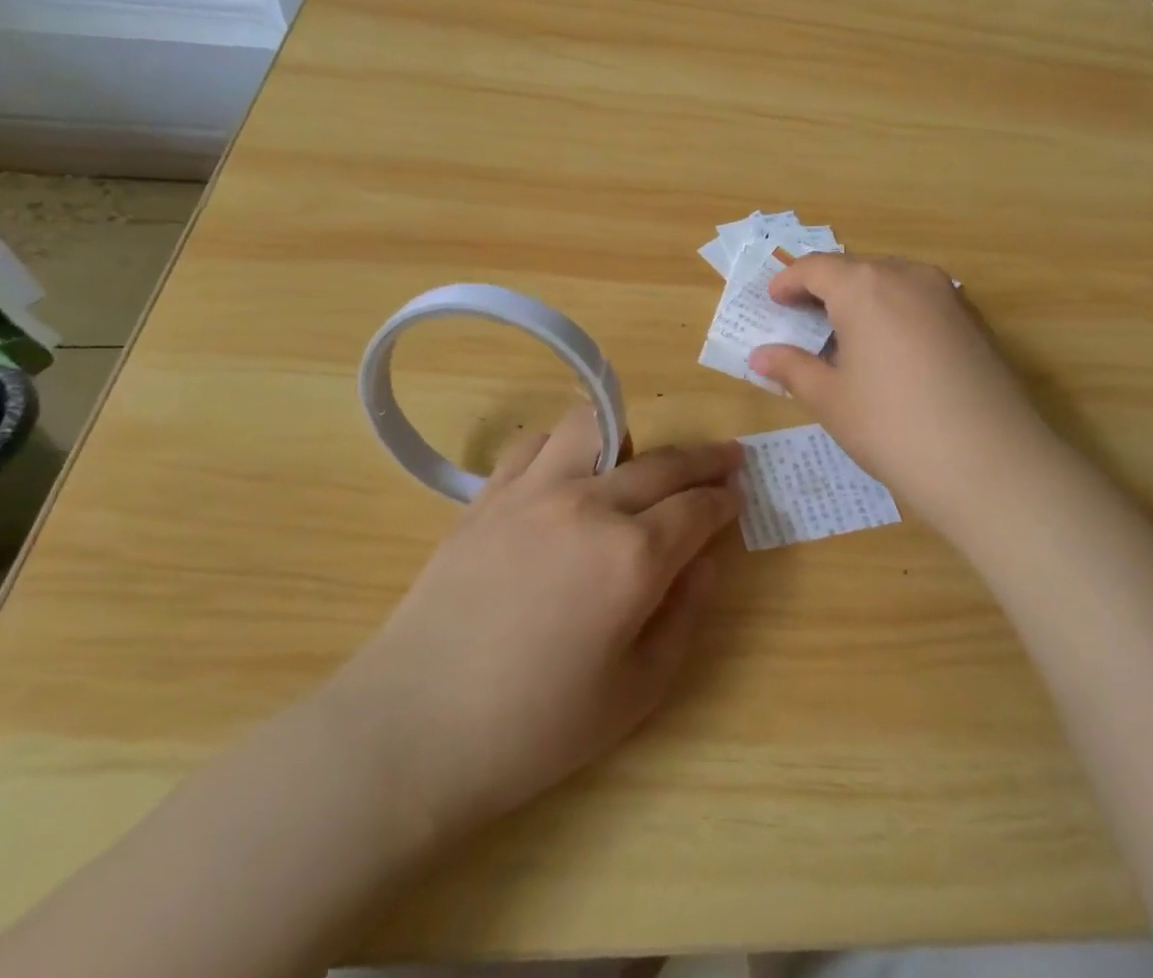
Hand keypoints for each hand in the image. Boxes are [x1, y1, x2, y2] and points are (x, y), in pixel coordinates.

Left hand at [325, 407, 742, 841]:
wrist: (416, 727)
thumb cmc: (535, 727)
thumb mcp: (636, 692)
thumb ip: (683, 615)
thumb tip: (706, 560)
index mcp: (633, 557)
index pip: (697, 508)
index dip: (724, 500)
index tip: (737, 496)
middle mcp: (590, 505)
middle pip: (663, 461)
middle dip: (704, 458)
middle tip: (724, 460)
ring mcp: (535, 491)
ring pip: (595, 425)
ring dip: (628, 438)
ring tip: (633, 463)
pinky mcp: (490, 494)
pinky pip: (535, 443)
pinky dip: (562, 448)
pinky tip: (564, 476)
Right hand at [748, 255, 1053, 536]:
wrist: (991, 464)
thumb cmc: (893, 427)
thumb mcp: (831, 400)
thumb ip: (792, 368)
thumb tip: (760, 356)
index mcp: (864, 287)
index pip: (815, 268)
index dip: (788, 282)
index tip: (773, 301)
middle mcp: (907, 275)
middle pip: (855, 269)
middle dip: (825, 288)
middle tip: (804, 320)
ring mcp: (947, 295)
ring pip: (892, 281)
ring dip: (863, 298)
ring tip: (846, 335)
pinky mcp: (974, 319)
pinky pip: (921, 300)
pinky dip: (896, 311)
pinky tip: (892, 350)